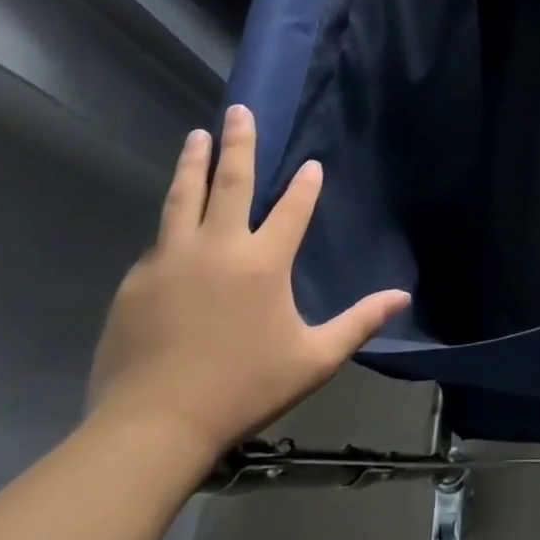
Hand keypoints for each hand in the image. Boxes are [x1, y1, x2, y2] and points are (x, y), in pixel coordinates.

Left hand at [87, 104, 409, 463]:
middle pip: (229, 183)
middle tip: (238, 112)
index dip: (305, 185)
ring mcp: (170, 261)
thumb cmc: (243, 388)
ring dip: (193, 164)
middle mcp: (217, 248)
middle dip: (238, 144)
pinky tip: (173, 223)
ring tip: (196, 136)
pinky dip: (172, 222)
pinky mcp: (136, 282)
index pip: (292, 209)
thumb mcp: (314, 359)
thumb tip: (403, 297)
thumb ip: (360, 322)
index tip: (311, 165)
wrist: (151, 428)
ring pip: (182, 199)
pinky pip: (159, 242)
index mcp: (263, 262)